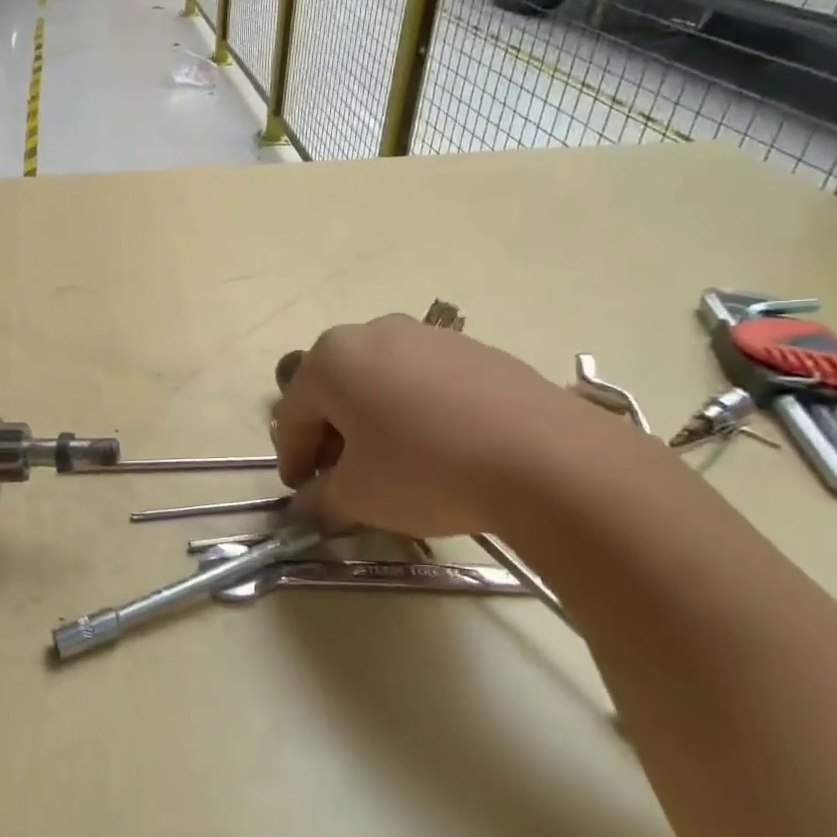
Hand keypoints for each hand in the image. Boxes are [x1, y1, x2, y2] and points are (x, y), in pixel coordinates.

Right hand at [271, 314, 601, 539]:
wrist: (545, 459)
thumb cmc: (426, 470)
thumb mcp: (358, 496)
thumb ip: (321, 498)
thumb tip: (309, 503)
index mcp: (332, 359)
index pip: (291, 413)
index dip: (291, 457)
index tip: (301, 492)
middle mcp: (372, 332)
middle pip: (333, 389)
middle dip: (329, 435)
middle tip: (339, 477)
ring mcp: (427, 335)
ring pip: (378, 381)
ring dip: (370, 420)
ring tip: (389, 463)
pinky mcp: (473, 348)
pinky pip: (422, 380)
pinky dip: (412, 411)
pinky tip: (435, 447)